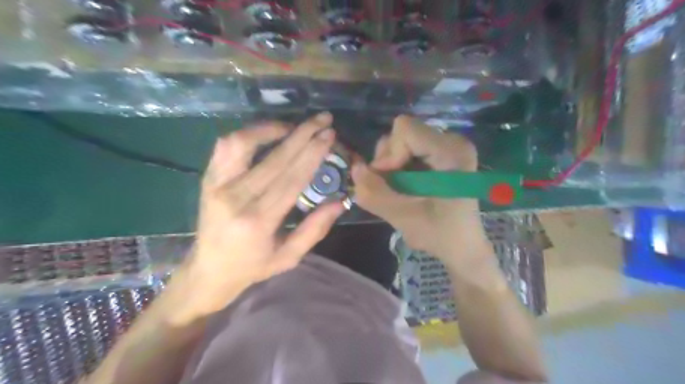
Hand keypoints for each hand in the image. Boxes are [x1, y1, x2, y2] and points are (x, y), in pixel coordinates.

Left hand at [181, 112, 345, 315]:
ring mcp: (217, 184)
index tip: (329, 135)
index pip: (291, 177)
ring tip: (295, 126)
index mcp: (259, 220)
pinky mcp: (208, 178)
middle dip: (303, 134)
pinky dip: (249, 133)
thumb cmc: (252, 266)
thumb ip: (315, 229)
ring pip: (244, 143)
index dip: (313, 153)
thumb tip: (339, 202)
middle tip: (323, 120)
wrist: (208, 270)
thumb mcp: (289, 257)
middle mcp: (236, 197)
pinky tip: (267, 133)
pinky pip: (226, 146)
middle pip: (275, 157)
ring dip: (273, 128)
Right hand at [354, 115, 492, 266]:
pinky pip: (408, 149)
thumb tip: (354, 168)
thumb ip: (374, 193)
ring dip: (392, 165)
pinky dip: (399, 167)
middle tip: (394, 188)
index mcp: (451, 152)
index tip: (390, 181)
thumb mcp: (403, 218)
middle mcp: (453, 141)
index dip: (389, 154)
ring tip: (401, 190)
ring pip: (402, 141)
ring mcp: (449, 145)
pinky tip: (407, 186)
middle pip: (402, 133)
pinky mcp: (442, 153)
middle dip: (389, 161)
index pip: (405, 129)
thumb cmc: (440, 235)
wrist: (463, 246)